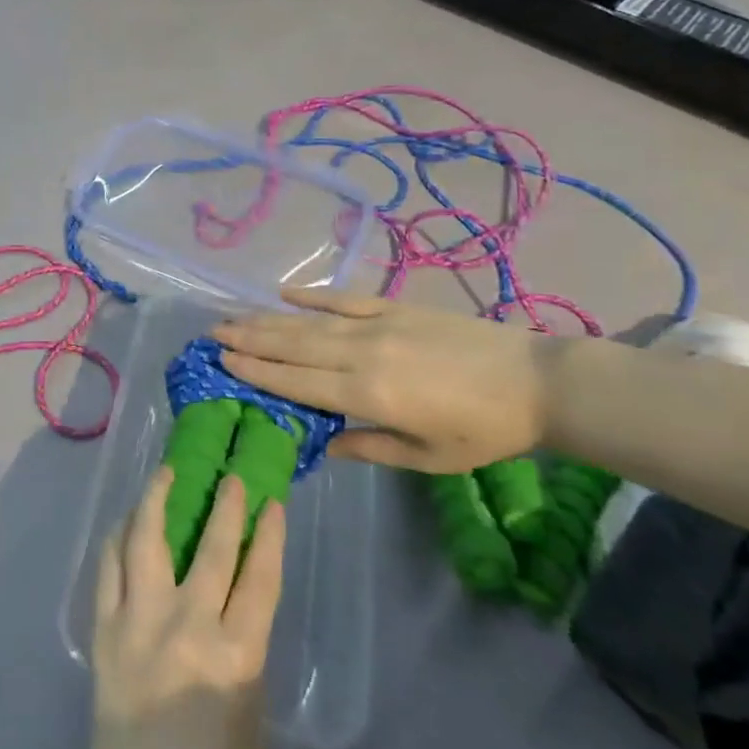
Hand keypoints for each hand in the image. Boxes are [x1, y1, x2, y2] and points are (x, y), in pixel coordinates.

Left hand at [51, 467, 285, 748]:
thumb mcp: (251, 721)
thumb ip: (244, 656)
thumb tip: (234, 607)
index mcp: (234, 658)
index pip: (259, 579)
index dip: (269, 535)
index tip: (272, 500)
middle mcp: (185, 628)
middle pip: (209, 549)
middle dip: (223, 505)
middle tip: (230, 473)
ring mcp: (137, 624)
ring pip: (146, 542)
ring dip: (157, 500)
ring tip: (166, 472)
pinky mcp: (103, 631)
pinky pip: (109, 568)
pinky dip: (119, 537)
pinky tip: (127, 521)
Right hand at [211, 289, 546, 473]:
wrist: (536, 381)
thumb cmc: (483, 430)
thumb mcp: (428, 457)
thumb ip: (370, 447)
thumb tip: (323, 444)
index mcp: (368, 393)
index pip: (297, 381)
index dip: (256, 372)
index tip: (222, 363)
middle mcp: (362, 352)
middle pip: (292, 345)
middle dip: (248, 340)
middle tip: (211, 335)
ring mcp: (377, 323)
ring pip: (309, 320)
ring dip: (266, 318)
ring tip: (232, 316)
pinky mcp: (394, 306)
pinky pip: (343, 298)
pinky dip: (311, 294)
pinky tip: (283, 292)